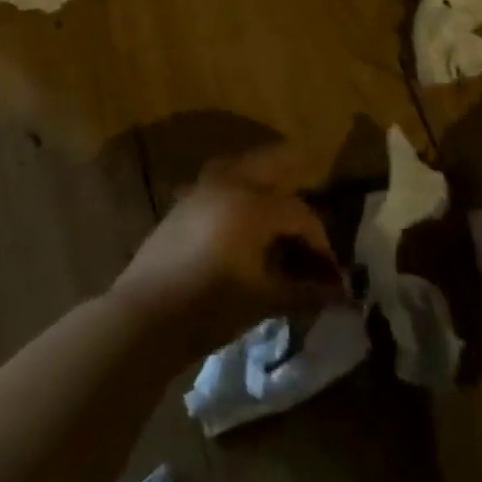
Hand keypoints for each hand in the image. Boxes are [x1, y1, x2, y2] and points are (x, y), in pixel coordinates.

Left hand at [111, 144, 348, 355]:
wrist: (143, 317)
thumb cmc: (211, 306)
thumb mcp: (264, 299)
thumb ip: (304, 291)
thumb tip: (338, 295)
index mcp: (253, 203)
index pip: (300, 213)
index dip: (321, 243)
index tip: (331, 273)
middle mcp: (229, 184)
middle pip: (272, 163)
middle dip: (299, 177)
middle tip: (316, 201)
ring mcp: (200, 190)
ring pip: (242, 167)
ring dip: (266, 180)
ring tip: (281, 208)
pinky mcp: (182, 204)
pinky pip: (220, 184)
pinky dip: (240, 193)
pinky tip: (245, 223)